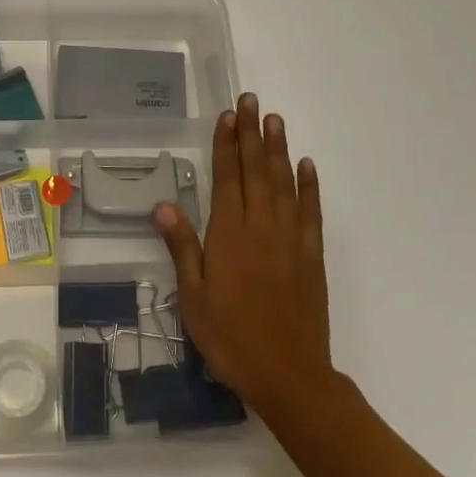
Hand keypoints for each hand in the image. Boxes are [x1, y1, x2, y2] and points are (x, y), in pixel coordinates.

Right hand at [152, 94, 330, 420]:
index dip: (227, 144)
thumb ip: (182, 247)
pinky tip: (307, 166)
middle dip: (252, 134)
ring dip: (279, 149)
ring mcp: (290, 238)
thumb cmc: (231, 337)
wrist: (289, 375)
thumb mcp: (193, 297)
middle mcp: (261, 226)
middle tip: (252, 101)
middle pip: (256, 170)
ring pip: (284, 183)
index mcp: (229, 233)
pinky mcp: (311, 255)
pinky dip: (309, 186)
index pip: (227, 177)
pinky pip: (311, 211)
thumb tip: (164, 204)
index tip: (228, 115)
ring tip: (275, 120)